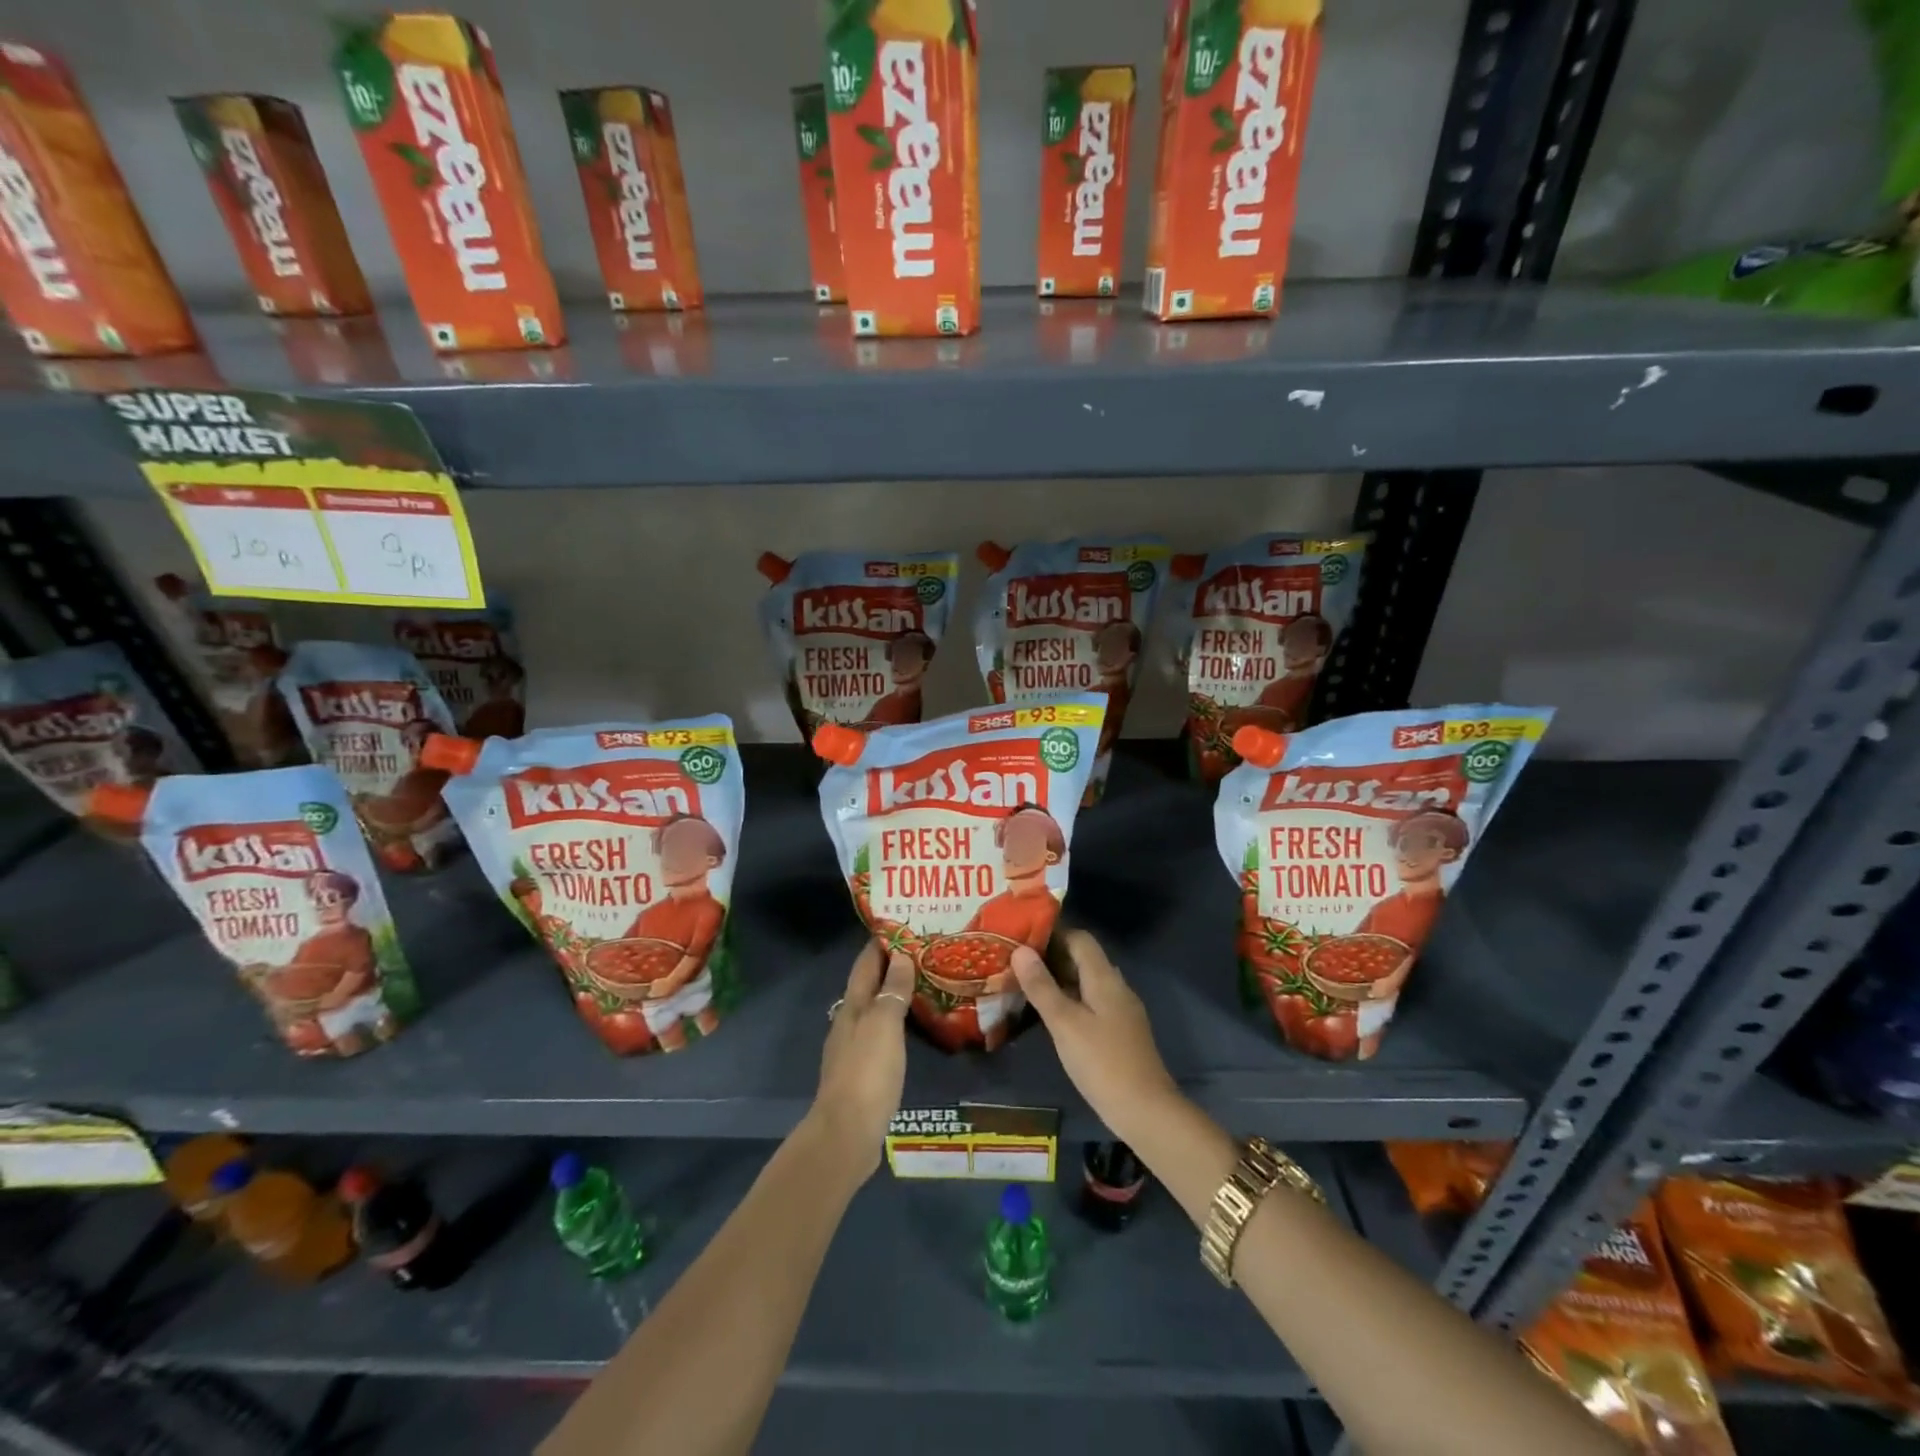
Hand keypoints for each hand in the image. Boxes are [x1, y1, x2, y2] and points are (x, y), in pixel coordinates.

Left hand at [811, 940, 913, 1173]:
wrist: (846, 1135)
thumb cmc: (866, 1073)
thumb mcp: (883, 1026)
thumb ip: (892, 991)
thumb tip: (901, 957)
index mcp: (853, 1006)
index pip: (866, 963)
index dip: (881, 942)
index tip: (902, 923)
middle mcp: (849, 1022)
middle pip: (869, 984)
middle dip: (891, 965)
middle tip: (923, 951)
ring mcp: (854, 1048)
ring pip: (875, 1009)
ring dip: (895, 993)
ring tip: (924, 983)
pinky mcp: (863, 1072)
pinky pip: (882, 1033)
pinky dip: (897, 1021)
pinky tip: (913, 1027)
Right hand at [1011, 929, 1179, 1143]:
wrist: (1145, 1111)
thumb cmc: (1101, 1062)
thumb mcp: (1064, 1023)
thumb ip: (1042, 987)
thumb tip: (1021, 951)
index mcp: (1104, 977)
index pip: (1080, 938)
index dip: (1053, 933)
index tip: (1022, 937)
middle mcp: (1115, 986)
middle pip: (1083, 959)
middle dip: (1052, 956)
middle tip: (1016, 961)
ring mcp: (1120, 1010)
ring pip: (1086, 982)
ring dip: (1059, 979)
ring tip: (1026, 984)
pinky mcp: (1119, 1032)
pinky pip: (1091, 1002)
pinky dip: (1070, 999)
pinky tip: (1050, 1015)